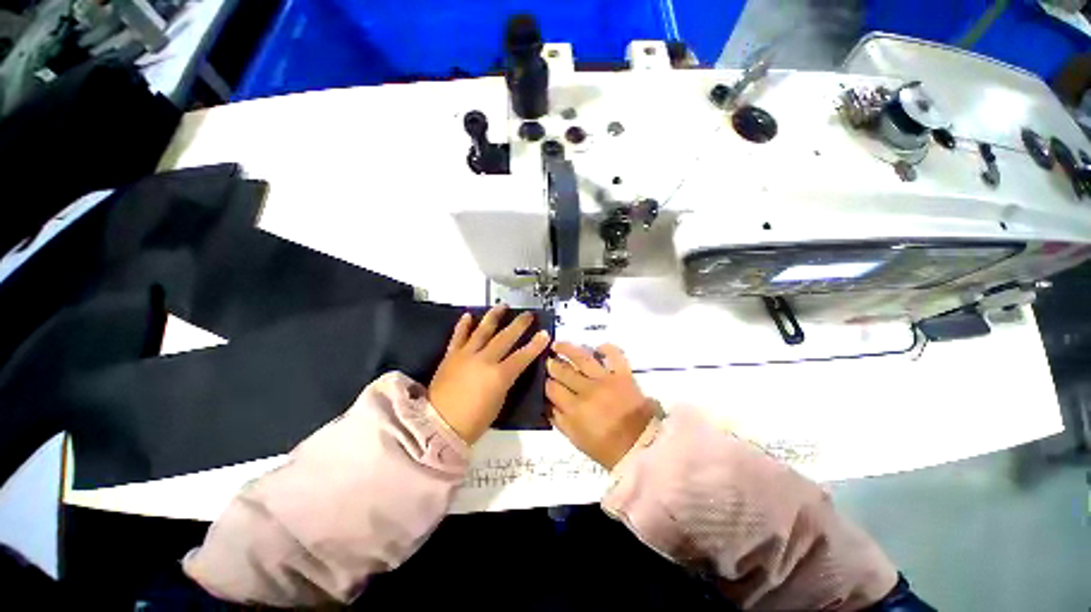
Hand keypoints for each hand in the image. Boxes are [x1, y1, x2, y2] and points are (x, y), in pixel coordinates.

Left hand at [429, 305, 550, 443]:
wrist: (438, 425)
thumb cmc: (473, 421)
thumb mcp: (499, 402)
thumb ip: (505, 380)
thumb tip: (510, 368)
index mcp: (499, 375)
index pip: (522, 356)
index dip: (535, 344)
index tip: (545, 333)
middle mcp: (484, 360)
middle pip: (505, 337)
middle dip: (519, 324)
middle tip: (529, 315)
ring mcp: (466, 355)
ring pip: (482, 330)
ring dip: (494, 316)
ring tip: (502, 306)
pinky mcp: (451, 355)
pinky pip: (458, 336)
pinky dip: (463, 325)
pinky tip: (468, 315)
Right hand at [546, 342, 653, 469]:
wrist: (642, 447)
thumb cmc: (607, 448)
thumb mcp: (576, 440)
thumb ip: (559, 420)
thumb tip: (546, 403)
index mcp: (574, 409)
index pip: (552, 388)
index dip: (545, 382)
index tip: (543, 378)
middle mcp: (587, 390)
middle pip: (564, 371)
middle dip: (552, 364)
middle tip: (547, 359)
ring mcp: (606, 380)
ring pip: (583, 358)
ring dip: (568, 349)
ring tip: (557, 344)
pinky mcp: (623, 374)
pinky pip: (614, 355)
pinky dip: (606, 348)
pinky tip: (597, 347)